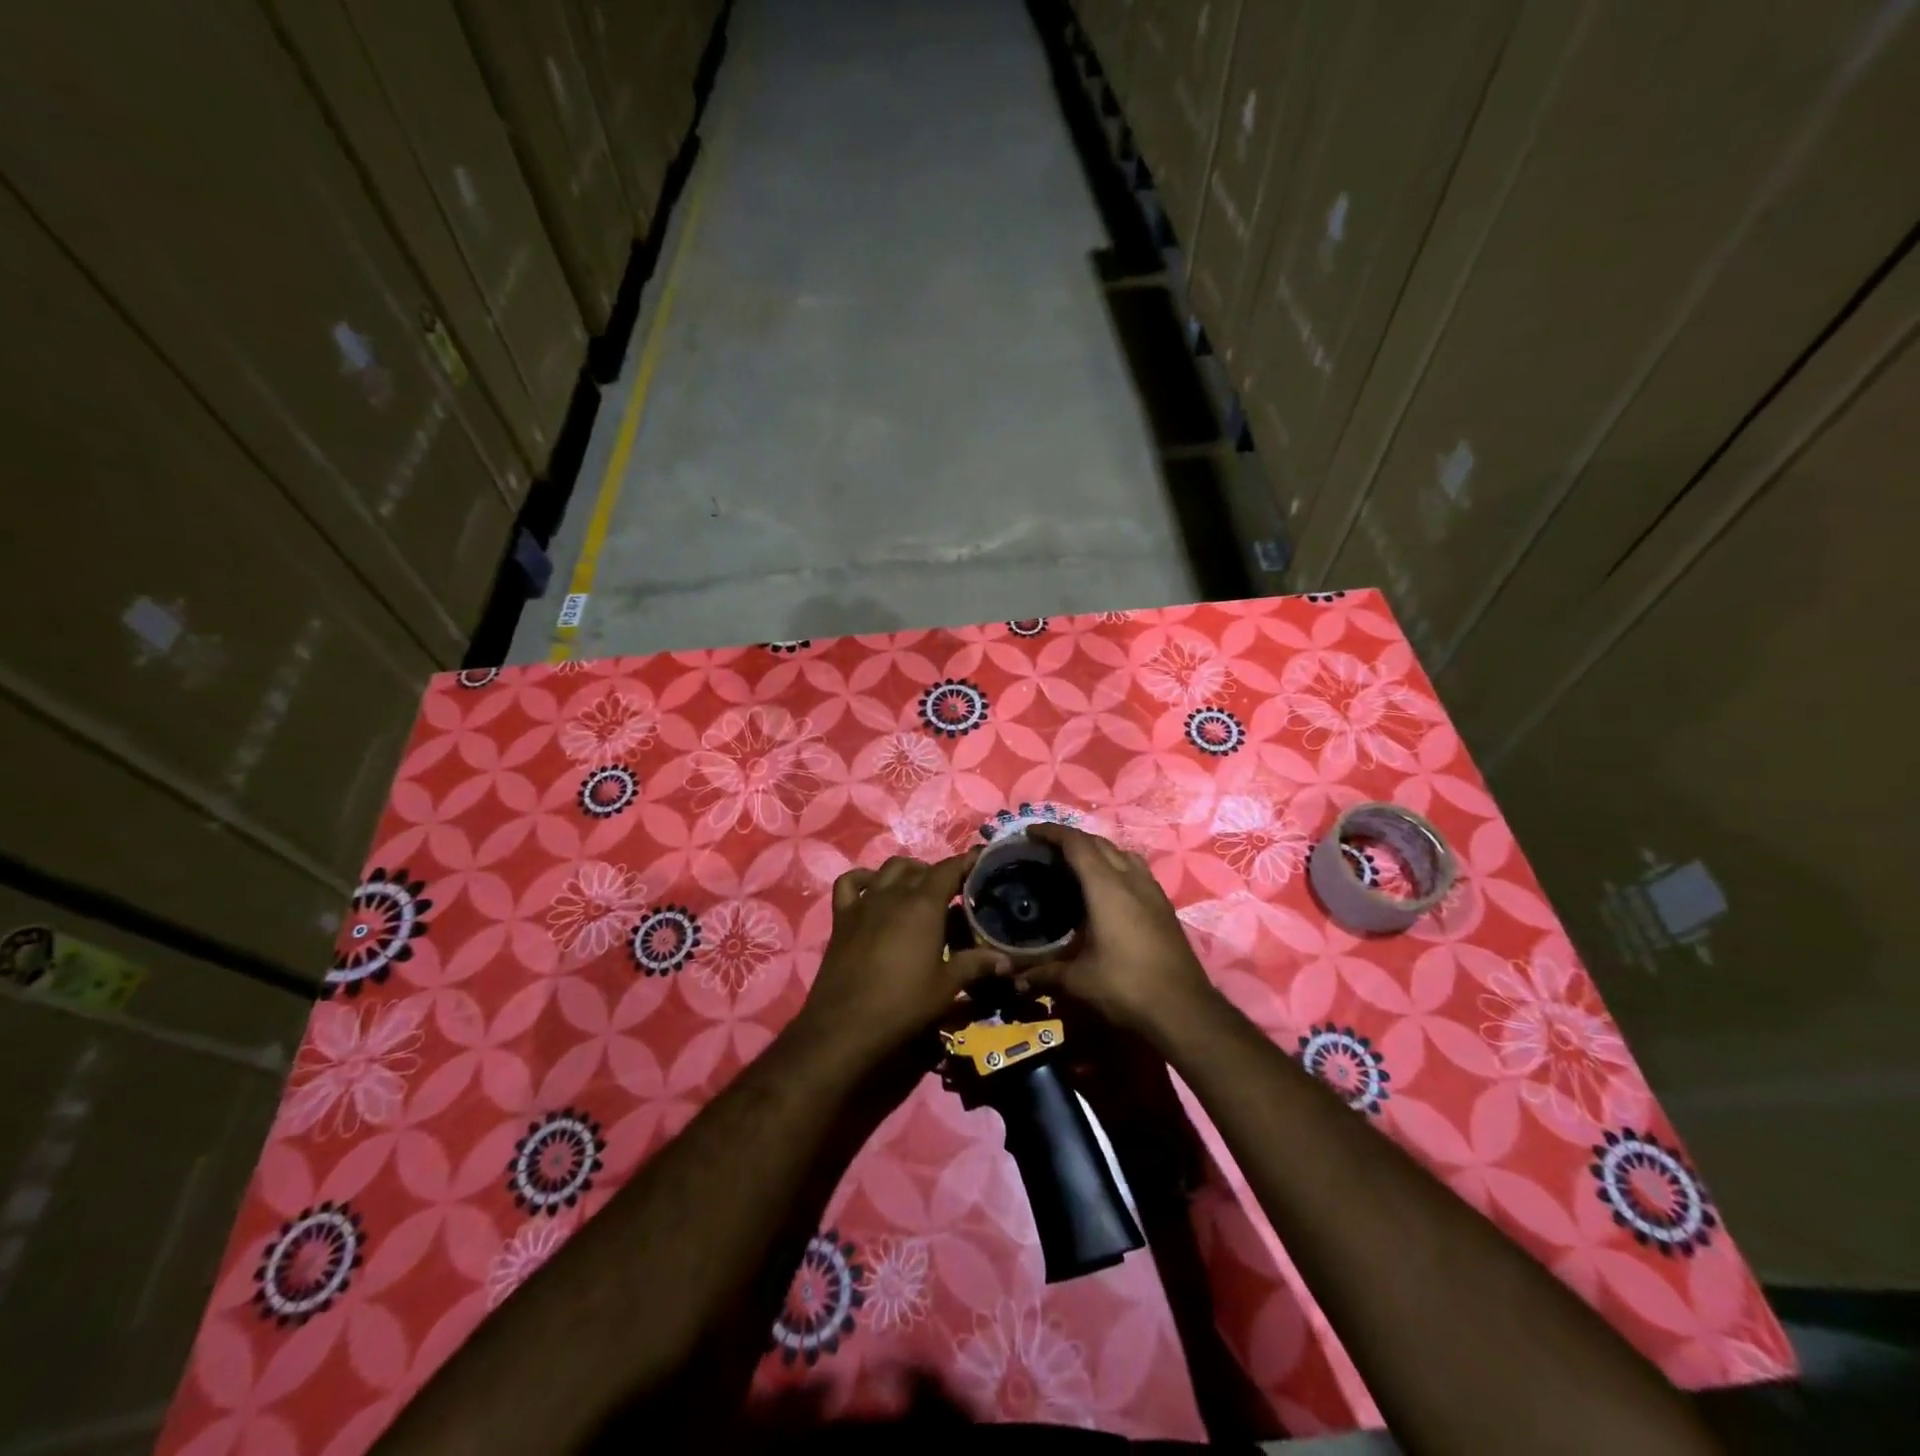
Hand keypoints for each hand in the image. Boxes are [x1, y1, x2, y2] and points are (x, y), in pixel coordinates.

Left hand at [799, 852, 1007, 1059]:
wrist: (846, 1025)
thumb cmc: (903, 1004)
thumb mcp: (946, 986)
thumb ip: (976, 965)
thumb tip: (1007, 960)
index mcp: (924, 905)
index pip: (950, 869)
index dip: (967, 861)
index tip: (981, 859)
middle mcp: (894, 894)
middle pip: (921, 868)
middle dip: (940, 872)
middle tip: (954, 890)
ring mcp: (865, 902)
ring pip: (889, 869)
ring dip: (908, 871)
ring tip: (919, 888)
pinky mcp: (842, 916)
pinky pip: (851, 882)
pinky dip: (865, 878)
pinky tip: (873, 889)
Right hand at [1024, 825, 1218, 1040]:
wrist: (1185, 1010)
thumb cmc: (1126, 987)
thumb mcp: (1078, 982)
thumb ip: (1044, 973)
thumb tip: (1015, 978)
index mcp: (1107, 887)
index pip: (1076, 844)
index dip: (1052, 832)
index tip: (1030, 832)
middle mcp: (1131, 880)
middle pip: (1100, 843)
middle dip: (1072, 839)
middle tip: (1046, 850)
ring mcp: (1153, 892)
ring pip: (1123, 854)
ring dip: (1098, 851)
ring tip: (1078, 866)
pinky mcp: (1165, 907)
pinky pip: (1137, 871)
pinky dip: (1117, 867)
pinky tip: (1108, 891)